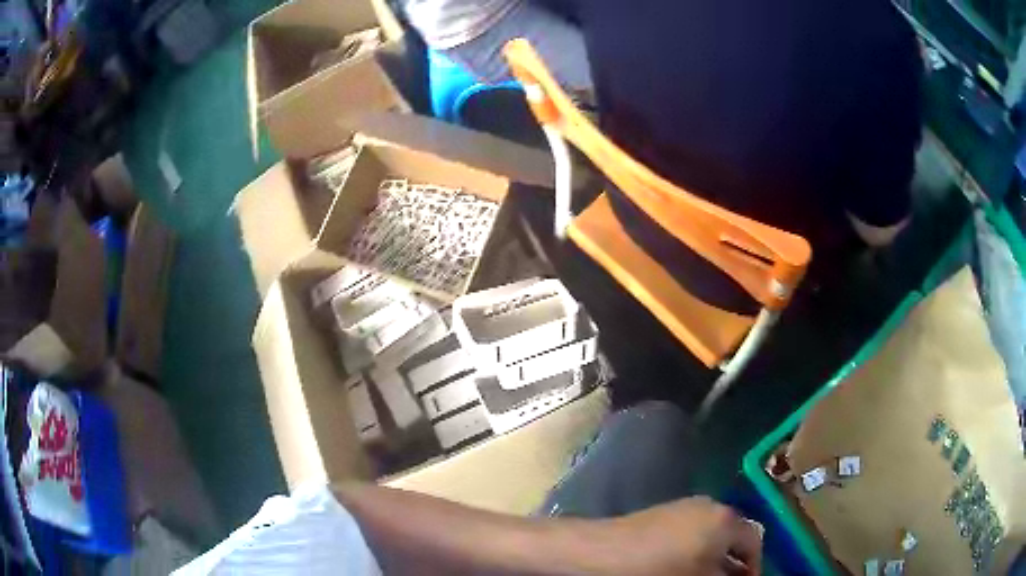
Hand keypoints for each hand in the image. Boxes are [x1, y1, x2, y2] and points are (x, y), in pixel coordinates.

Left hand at [583, 496, 762, 575]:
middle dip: (733, 564)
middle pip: (733, 537)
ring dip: (714, 558)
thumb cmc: (657, 571)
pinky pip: (691, 534)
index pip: (754, 543)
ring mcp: (684, 508)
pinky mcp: (662, 514)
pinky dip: (695, 551)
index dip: (753, 568)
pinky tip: (682, 568)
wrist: (598, 555)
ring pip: (711, 536)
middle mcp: (710, 506)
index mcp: (726, 519)